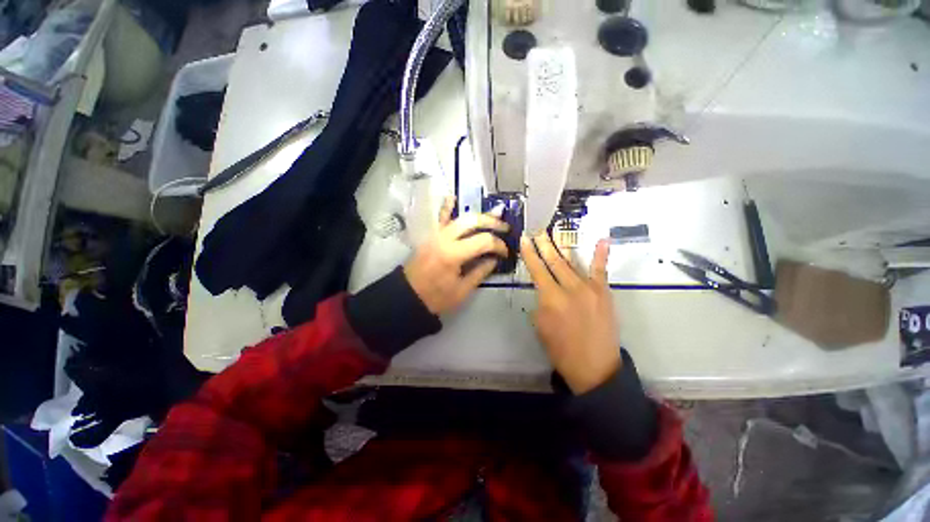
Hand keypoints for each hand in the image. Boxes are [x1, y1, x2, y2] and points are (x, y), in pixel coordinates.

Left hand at [404, 197, 509, 314]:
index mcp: (453, 254)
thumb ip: (480, 272)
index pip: (483, 241)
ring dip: (478, 215)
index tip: (505, 253)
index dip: (499, 245)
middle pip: (473, 221)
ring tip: (494, 215)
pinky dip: (447, 207)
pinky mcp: (430, 235)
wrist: (407, 296)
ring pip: (459, 216)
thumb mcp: (462, 290)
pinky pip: (440, 218)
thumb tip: (494, 259)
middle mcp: (444, 238)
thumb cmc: (435, 297)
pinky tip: (453, 198)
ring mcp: (435, 234)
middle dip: (492, 223)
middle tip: (505, 229)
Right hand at [521, 233, 619, 394]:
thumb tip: (544, 289)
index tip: (524, 239)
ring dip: (561, 247)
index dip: (529, 254)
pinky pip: (601, 270)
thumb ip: (541, 302)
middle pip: (553, 262)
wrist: (595, 367)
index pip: (537, 270)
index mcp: (551, 299)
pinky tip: (602, 239)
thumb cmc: (561, 349)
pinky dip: (601, 254)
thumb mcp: (540, 326)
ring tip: (553, 232)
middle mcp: (570, 288)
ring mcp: (590, 289)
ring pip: (572, 263)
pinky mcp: (604, 293)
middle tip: (537, 230)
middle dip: (543, 245)